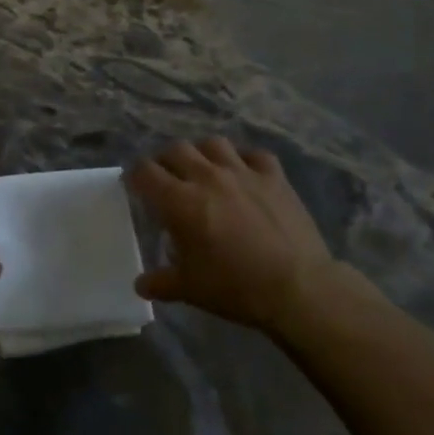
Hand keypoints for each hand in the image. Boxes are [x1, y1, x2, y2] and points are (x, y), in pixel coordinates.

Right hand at [129, 138, 352, 335]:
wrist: (298, 288)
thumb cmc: (236, 288)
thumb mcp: (191, 290)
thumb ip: (161, 282)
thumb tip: (140, 284)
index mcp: (180, 201)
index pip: (145, 171)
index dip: (135, 176)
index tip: (135, 185)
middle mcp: (207, 176)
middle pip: (176, 149)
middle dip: (166, 160)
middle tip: (167, 178)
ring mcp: (243, 172)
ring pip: (213, 143)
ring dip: (202, 153)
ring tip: (204, 169)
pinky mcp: (274, 176)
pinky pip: (254, 154)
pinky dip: (245, 160)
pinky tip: (244, 173)